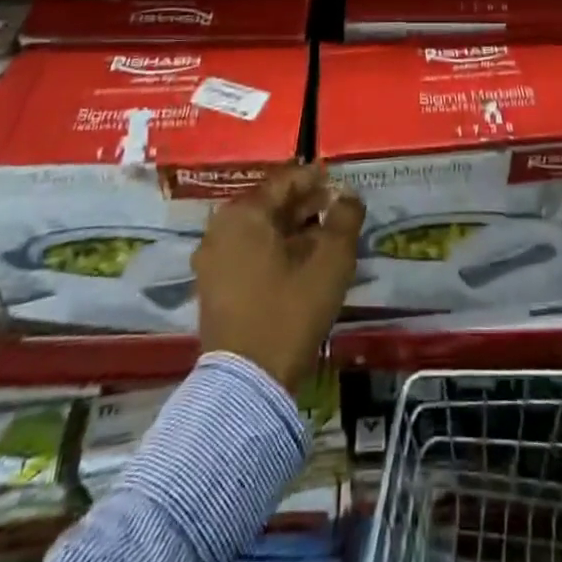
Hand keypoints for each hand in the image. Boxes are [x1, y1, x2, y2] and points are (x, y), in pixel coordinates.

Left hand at [193, 165, 363, 391]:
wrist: (248, 383)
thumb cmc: (290, 311)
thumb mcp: (330, 262)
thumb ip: (344, 219)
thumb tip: (348, 195)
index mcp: (243, 215)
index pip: (284, 181)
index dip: (315, 177)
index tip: (339, 180)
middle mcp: (220, 230)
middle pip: (269, 205)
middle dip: (304, 204)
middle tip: (336, 207)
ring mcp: (212, 261)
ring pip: (259, 231)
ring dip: (292, 228)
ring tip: (325, 235)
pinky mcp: (214, 289)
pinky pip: (249, 253)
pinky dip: (275, 250)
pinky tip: (301, 262)